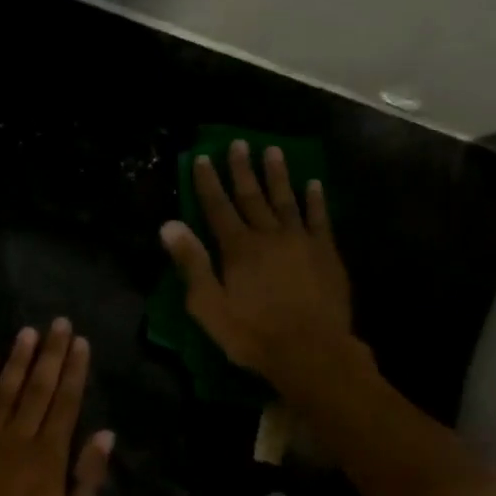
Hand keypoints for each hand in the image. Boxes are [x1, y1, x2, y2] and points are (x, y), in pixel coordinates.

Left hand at [0, 321, 113, 495]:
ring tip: (27, 332)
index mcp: (50, 459)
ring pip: (5, 391)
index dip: (74, 371)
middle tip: (58, 323)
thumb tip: (104, 435)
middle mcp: (18, 440)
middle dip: (51, 354)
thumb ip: (89, 481)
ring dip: (18, 360)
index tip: (80, 343)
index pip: (66, 403)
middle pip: (38, 389)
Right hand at [159, 140, 356, 391]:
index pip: (218, 207)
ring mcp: (301, 241)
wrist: (311, 352)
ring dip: (278, 175)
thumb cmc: (252, 334)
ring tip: (272, 150)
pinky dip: (315, 200)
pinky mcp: (326, 253)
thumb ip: (191, 264)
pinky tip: (313, 184)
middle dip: (242, 170)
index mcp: (238, 248)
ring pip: (286, 200)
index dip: (208, 182)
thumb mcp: (208, 306)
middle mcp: (269, 235)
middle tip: (239, 143)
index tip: (202, 157)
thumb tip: (168, 225)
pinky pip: (320, 218)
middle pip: (252, 196)